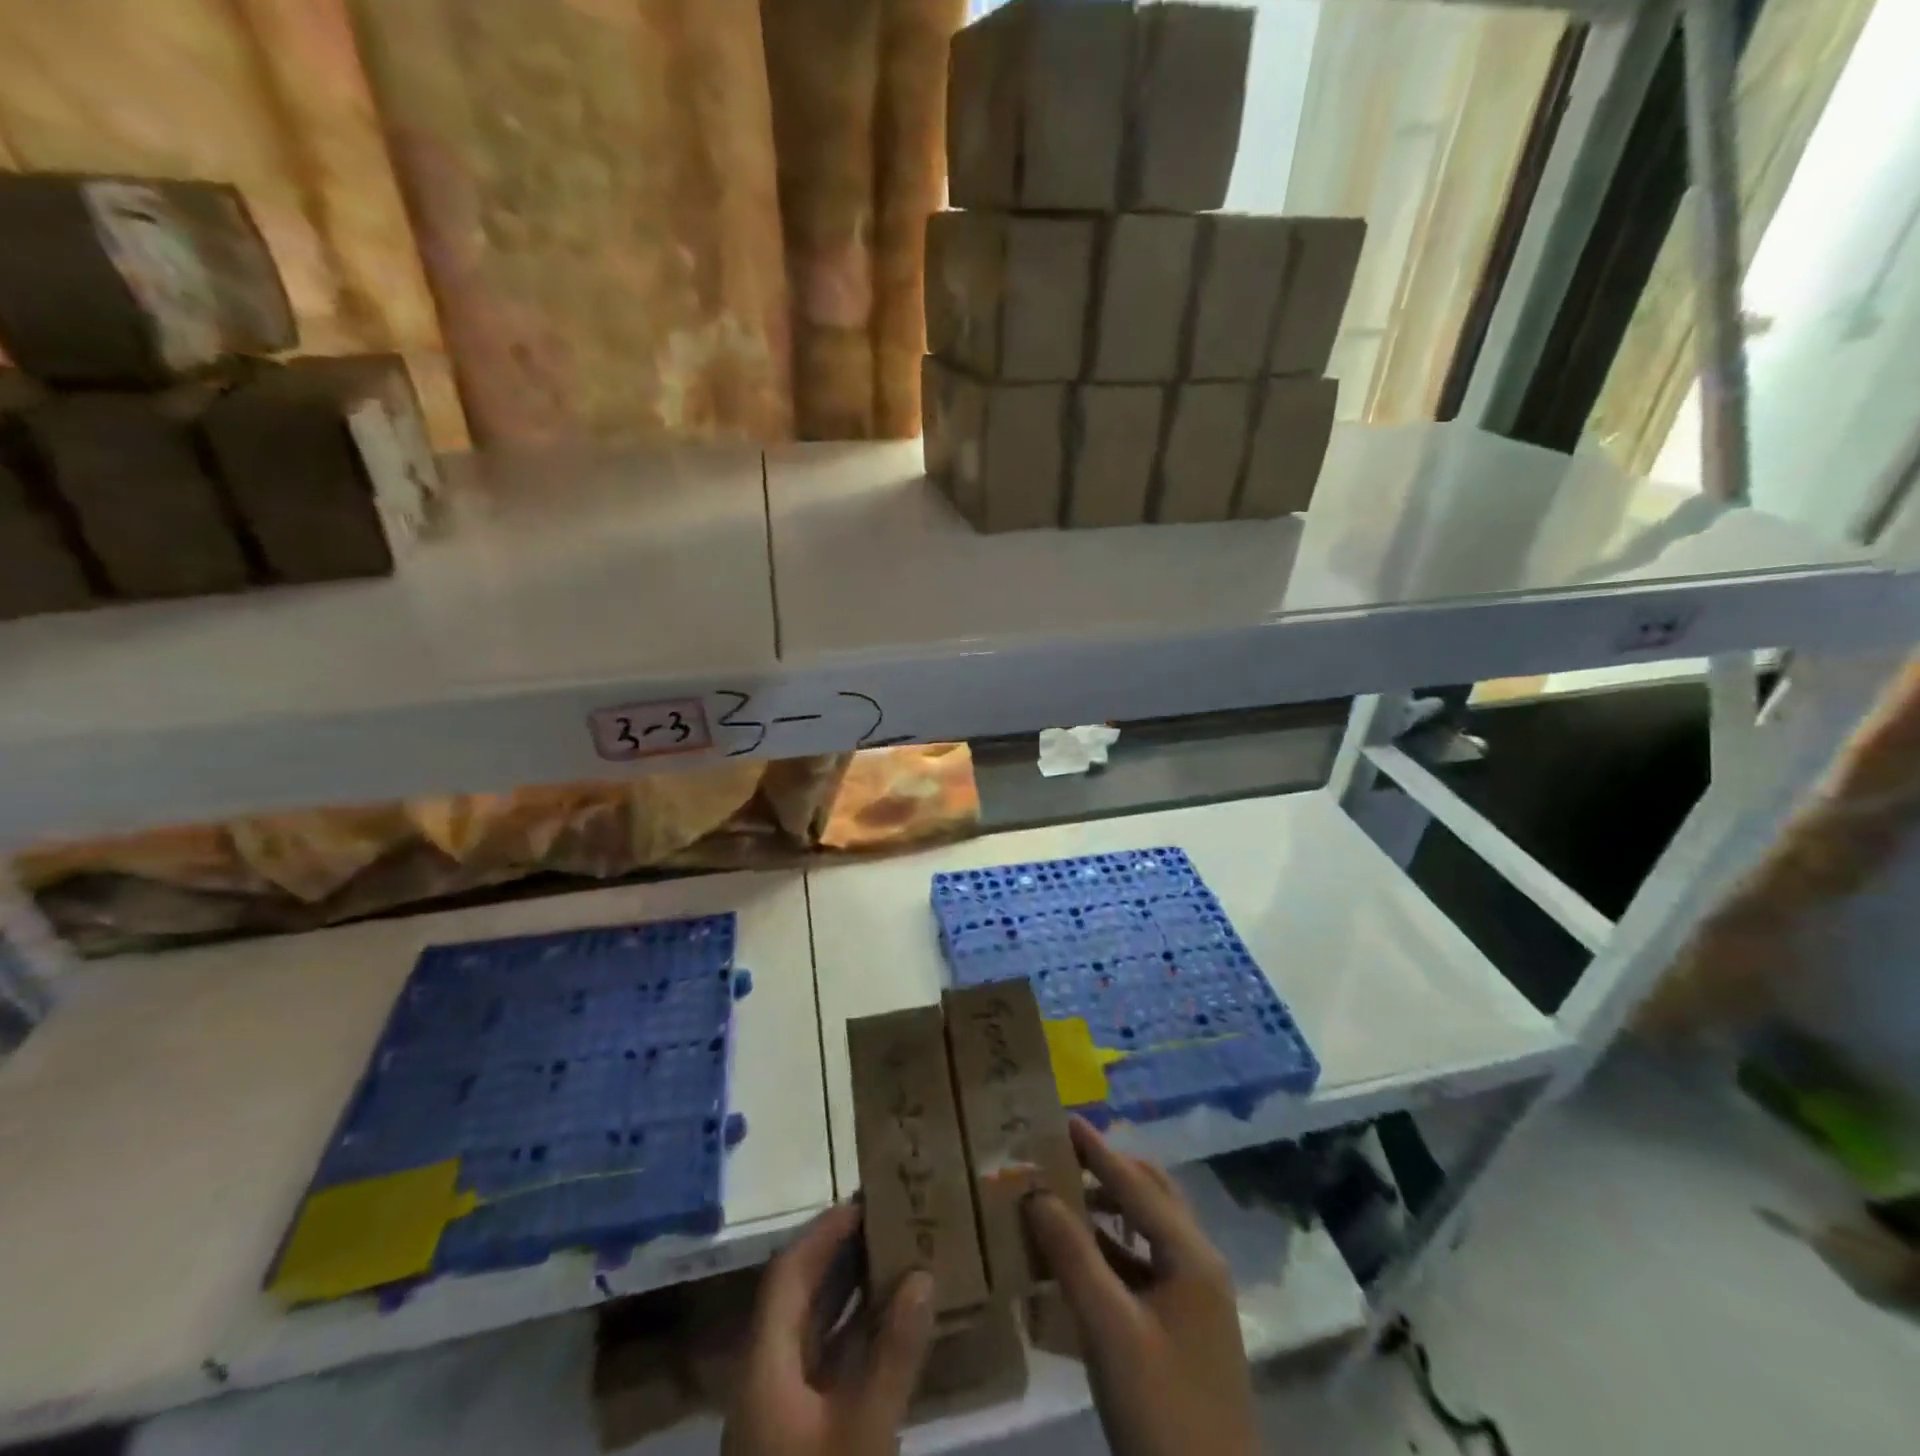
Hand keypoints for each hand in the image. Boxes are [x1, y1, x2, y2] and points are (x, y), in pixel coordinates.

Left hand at [722, 1204, 935, 1455]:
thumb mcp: (864, 1428)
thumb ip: (894, 1351)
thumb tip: (923, 1275)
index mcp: (763, 1362)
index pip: (787, 1273)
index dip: (823, 1233)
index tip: (864, 1202)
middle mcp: (763, 1376)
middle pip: (799, 1297)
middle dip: (841, 1257)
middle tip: (887, 1223)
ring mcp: (777, 1412)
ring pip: (813, 1334)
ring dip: (851, 1297)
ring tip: (896, 1261)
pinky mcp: (796, 1439)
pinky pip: (825, 1367)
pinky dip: (854, 1339)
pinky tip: (891, 1331)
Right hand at [1024, 1117, 1258, 1455]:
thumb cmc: (1162, 1410)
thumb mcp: (1109, 1330)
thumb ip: (1072, 1254)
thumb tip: (1036, 1192)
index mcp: (1190, 1255)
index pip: (1135, 1183)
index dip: (1096, 1150)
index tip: (1062, 1118)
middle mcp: (1198, 1263)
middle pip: (1150, 1196)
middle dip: (1108, 1170)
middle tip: (1062, 1156)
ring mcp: (1195, 1297)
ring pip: (1148, 1230)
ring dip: (1108, 1209)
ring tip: (1063, 1196)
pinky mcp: (1184, 1327)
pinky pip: (1145, 1264)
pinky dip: (1113, 1248)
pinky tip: (1078, 1256)